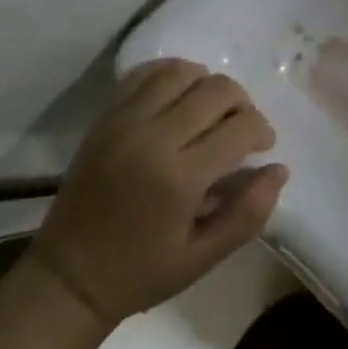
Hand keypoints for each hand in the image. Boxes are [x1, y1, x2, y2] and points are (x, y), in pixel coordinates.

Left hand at [29, 60, 288, 326]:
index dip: (262, 130)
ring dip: (207, 85)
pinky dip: (170, 74)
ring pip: (182, 72)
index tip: (262, 146)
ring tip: (211, 112)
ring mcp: (125, 122)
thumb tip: (279, 169)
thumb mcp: (203, 257)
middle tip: (241, 130)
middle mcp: (153, 138)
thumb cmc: (141, 272)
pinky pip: (144, 74)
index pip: (240, 127)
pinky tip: (180, 96)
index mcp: (180, 178)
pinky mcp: (105, 117)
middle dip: (242, 104)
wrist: (68, 276)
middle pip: (216, 90)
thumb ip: (248, 213)